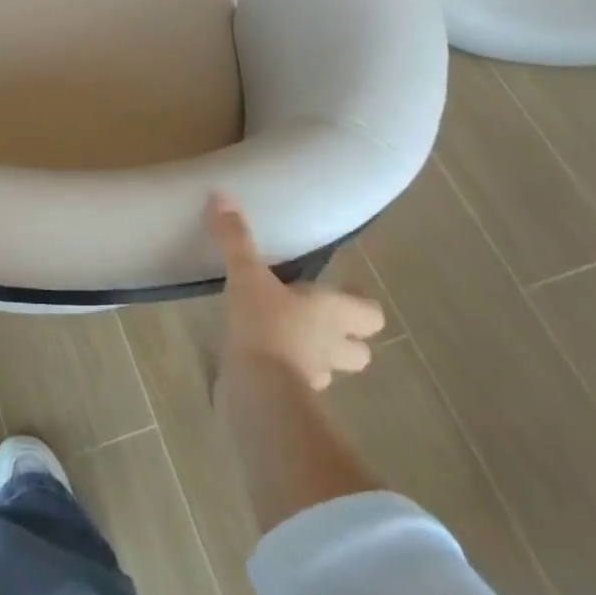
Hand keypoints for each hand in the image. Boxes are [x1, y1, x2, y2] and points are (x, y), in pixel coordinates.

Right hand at [210, 194, 383, 391]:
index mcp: (333, 313)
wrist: (258, 391)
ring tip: (290, 338)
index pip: (372, 314)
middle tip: (318, 318)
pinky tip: (265, 359)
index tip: (342, 291)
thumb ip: (236, 239)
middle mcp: (333, 346)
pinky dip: (289, 373)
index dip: (361, 303)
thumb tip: (223, 196)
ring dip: (318, 356)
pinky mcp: (294, 398)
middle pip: (360, 350)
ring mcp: (317, 377)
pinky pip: (300, 384)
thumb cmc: (265, 325)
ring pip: (330, 368)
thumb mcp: (246, 275)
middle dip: (346, 338)